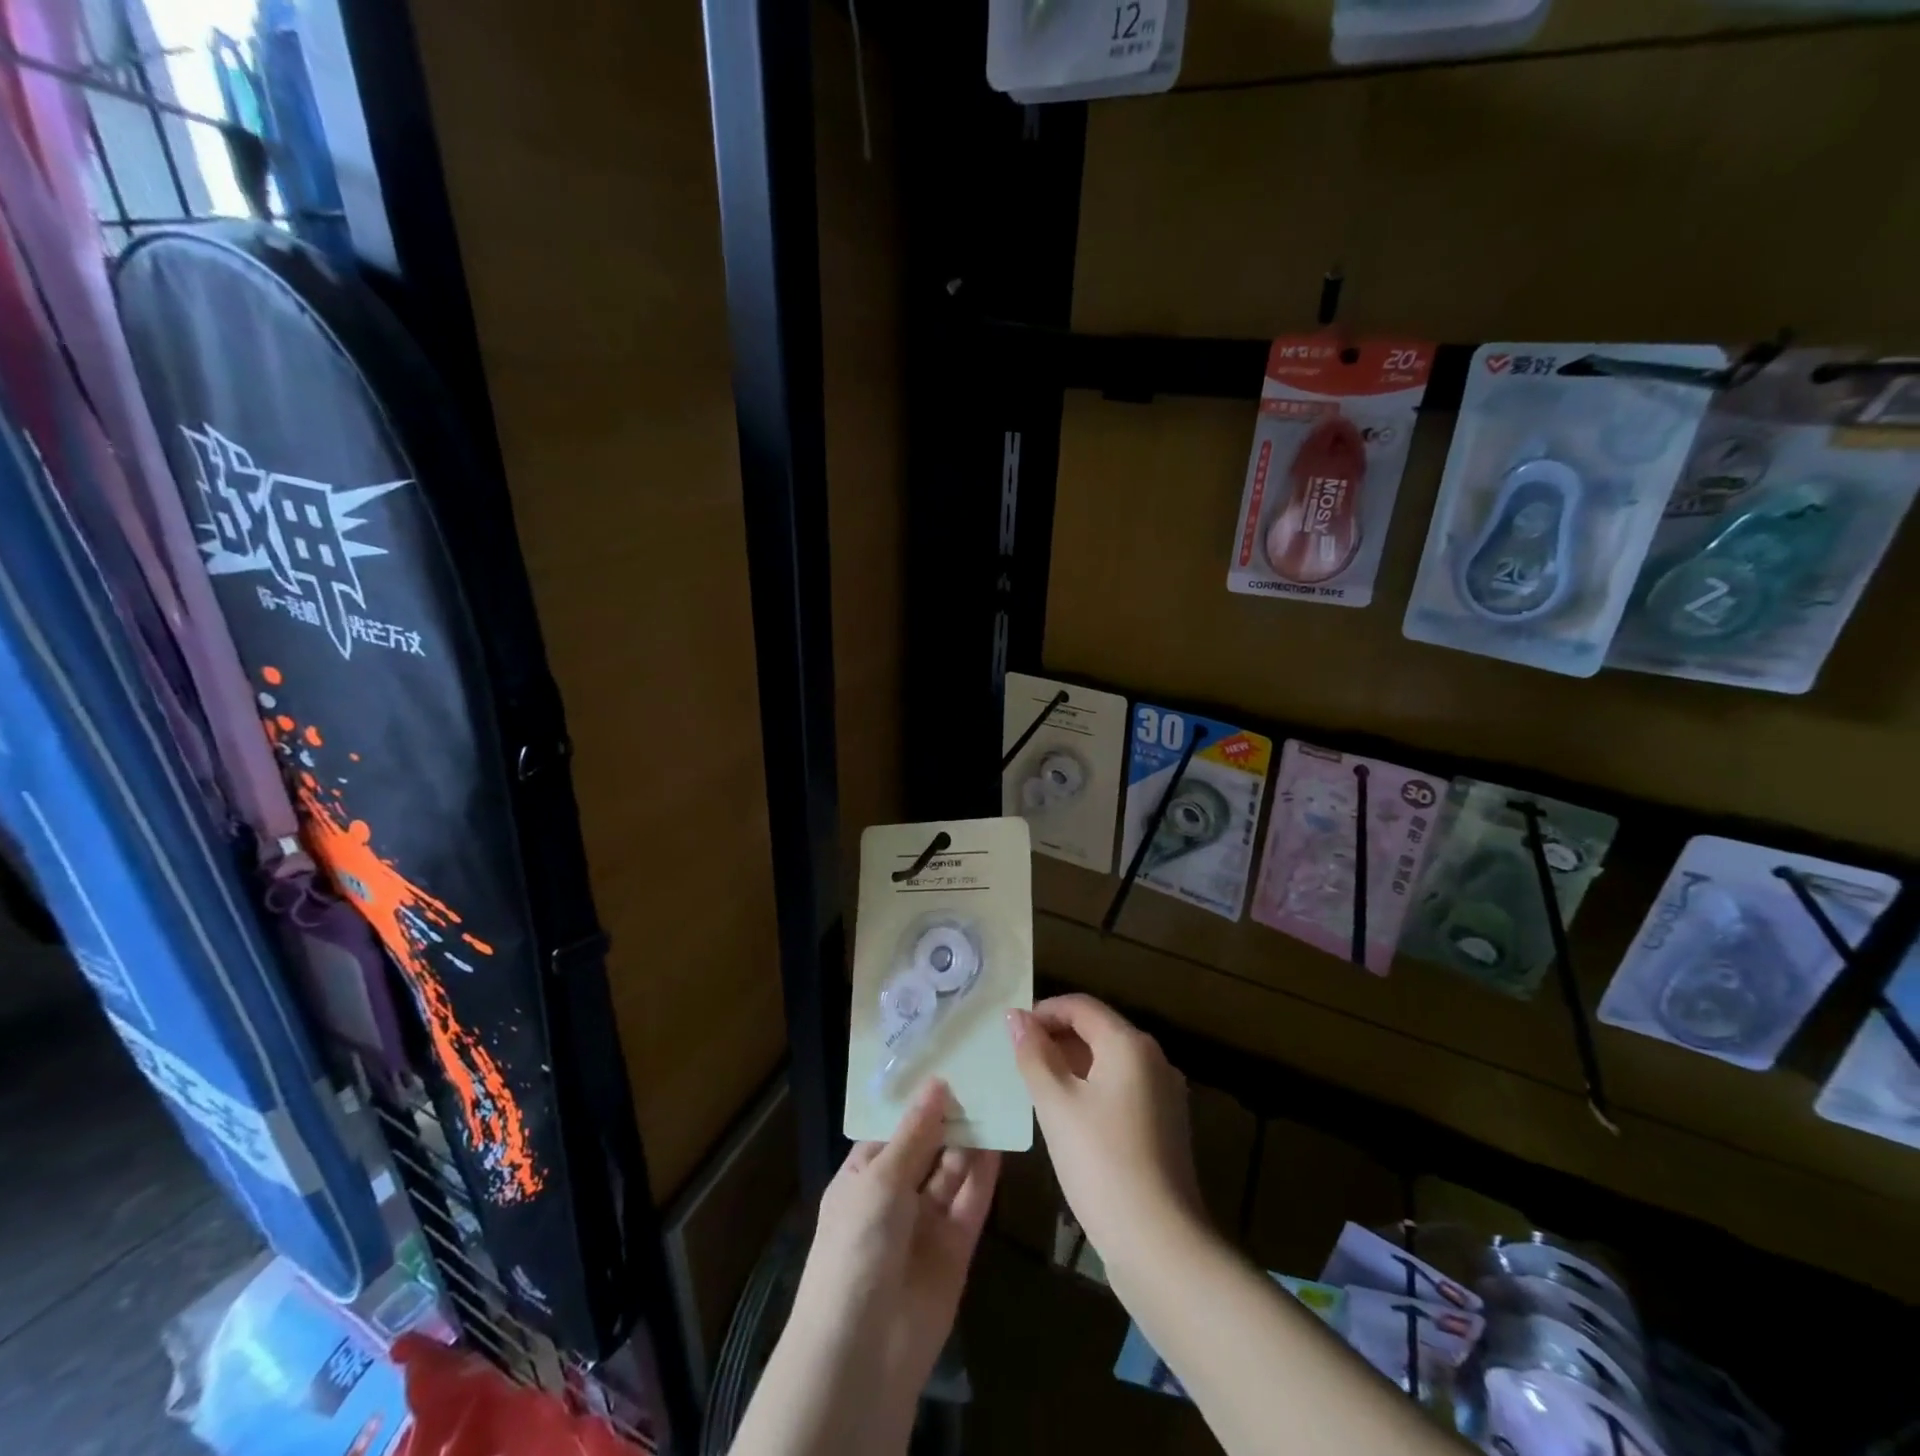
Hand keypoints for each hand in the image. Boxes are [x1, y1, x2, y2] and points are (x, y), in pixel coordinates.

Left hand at [789, 1080, 999, 1434]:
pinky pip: (971, 1201)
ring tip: (996, 1096)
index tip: (948, 1062)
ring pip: (952, 1170)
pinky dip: (985, 1173)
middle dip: (950, 1116)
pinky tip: (1001, 1139)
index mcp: (863, 1175)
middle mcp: (894, 1194)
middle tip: (981, 1073)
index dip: (919, 1100)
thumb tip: (937, 1083)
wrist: (864, 1350)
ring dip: (970, 1139)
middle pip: (928, 1146)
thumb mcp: (880, 1179)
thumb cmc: (857, 1247)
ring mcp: (925, 1221)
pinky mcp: (956, 1246)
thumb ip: (915, 1133)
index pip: (894, 1129)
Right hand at [1007, 994, 1204, 1276]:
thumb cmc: (1100, 1163)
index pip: (1080, 1006)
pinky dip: (1092, 1089)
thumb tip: (1015, 1017)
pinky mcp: (1165, 1126)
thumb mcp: (1056, 1104)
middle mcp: (1153, 1059)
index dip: (1043, 1011)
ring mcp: (1164, 1093)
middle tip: (1018, 1061)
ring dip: (1072, 1065)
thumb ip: (1034, 1055)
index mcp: (1129, 1044)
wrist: (1159, 1244)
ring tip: (1036, 1087)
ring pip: (1109, 1062)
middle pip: (1098, 1030)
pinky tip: (1068, 1117)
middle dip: (1056, 1038)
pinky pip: (1122, 1089)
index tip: (1010, 1033)